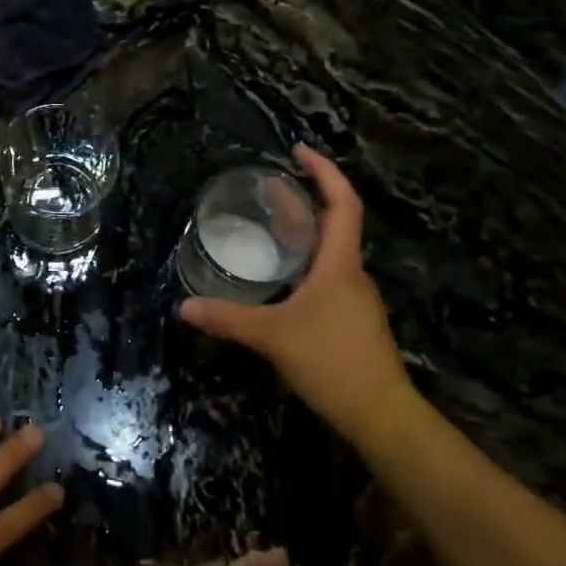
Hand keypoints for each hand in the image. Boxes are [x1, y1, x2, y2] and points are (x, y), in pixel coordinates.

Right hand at [179, 146, 413, 429]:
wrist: (380, 414)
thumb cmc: (332, 361)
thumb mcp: (272, 337)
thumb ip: (228, 319)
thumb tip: (185, 307)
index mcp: (339, 264)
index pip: (341, 203)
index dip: (324, 172)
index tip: (298, 151)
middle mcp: (351, 274)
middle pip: (333, 223)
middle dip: (303, 200)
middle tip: (268, 187)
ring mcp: (354, 299)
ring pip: (330, 253)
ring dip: (304, 232)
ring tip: (270, 226)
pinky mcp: (351, 320)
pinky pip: (327, 277)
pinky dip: (304, 262)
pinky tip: (281, 279)